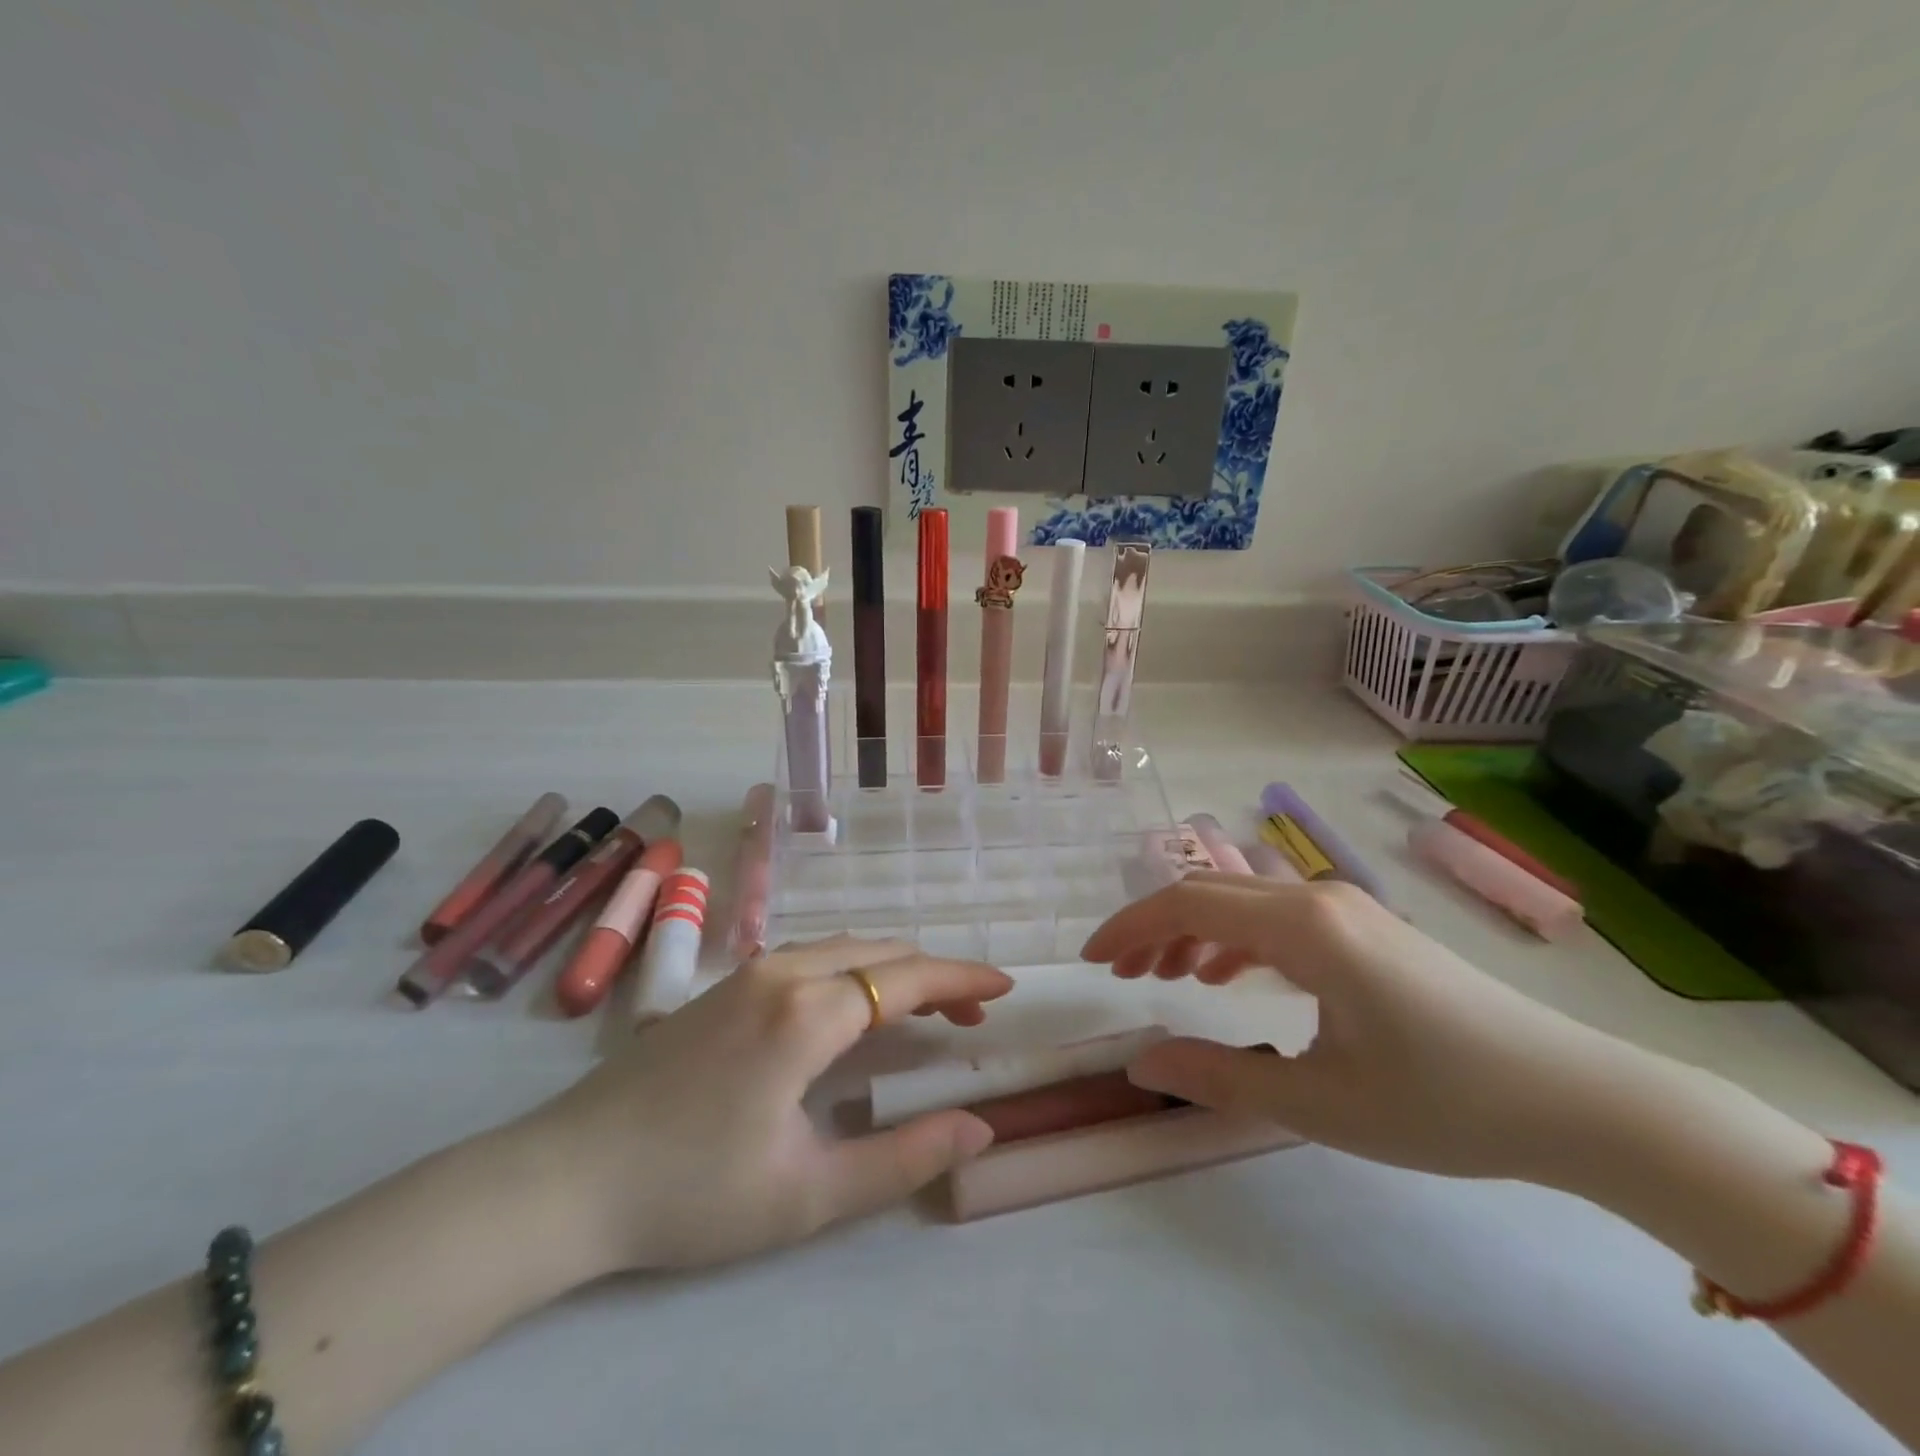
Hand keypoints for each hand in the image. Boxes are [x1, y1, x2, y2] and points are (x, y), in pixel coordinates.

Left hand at [529, 937, 1012, 1271]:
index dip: (962, 979)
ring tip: (930, 1009)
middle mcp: (782, 970)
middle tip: (976, 1012)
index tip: (1006, 986)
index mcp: (806, 1013)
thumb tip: (979, 1126)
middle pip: (880, 951)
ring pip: (845, 946)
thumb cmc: (691, 1193)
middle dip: (936, 973)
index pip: (906, 978)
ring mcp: (748, 971)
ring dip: (895, 969)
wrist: (566, 1178)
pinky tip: (859, 1006)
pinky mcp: (726, 984)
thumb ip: (903, 1158)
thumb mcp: (808, 1196)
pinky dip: (856, 969)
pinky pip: (813, 956)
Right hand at [1081, 873, 1655, 1183]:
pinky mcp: (1366, 928)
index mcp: (1303, 928)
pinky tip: (1228, 976)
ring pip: (1242, 900)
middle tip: (1120, 975)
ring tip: (1162, 976)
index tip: (1092, 962)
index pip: (1188, 904)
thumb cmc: (1445, 1103)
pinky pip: (1277, 916)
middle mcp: (1318, 898)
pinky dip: (1235, 939)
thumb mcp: (1319, 1103)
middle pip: (1209, 892)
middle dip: (1153, 927)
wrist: (1579, 1101)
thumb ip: (1218, 1076)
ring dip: (1192, 931)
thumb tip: (1140, 1064)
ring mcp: (1347, 908)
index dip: (1129, 927)